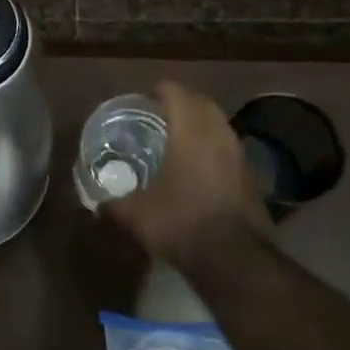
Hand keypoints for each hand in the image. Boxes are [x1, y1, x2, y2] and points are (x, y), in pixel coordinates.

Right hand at [103, 82, 269, 268]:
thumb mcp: (136, 215)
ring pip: (219, 124)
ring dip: (201, 123)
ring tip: (179, 137)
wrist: (234, 259)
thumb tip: (97, 203)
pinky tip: (199, 166)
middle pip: (202, 102)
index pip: (177, 93)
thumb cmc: (181, 223)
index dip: (160, 90)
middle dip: (183, 101)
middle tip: (160, 113)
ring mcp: (239, 155)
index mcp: (190, 132)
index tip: (144, 98)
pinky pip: (229, 147)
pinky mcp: (251, 176)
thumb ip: (114, 203)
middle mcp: (218, 135)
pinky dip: (214, 146)